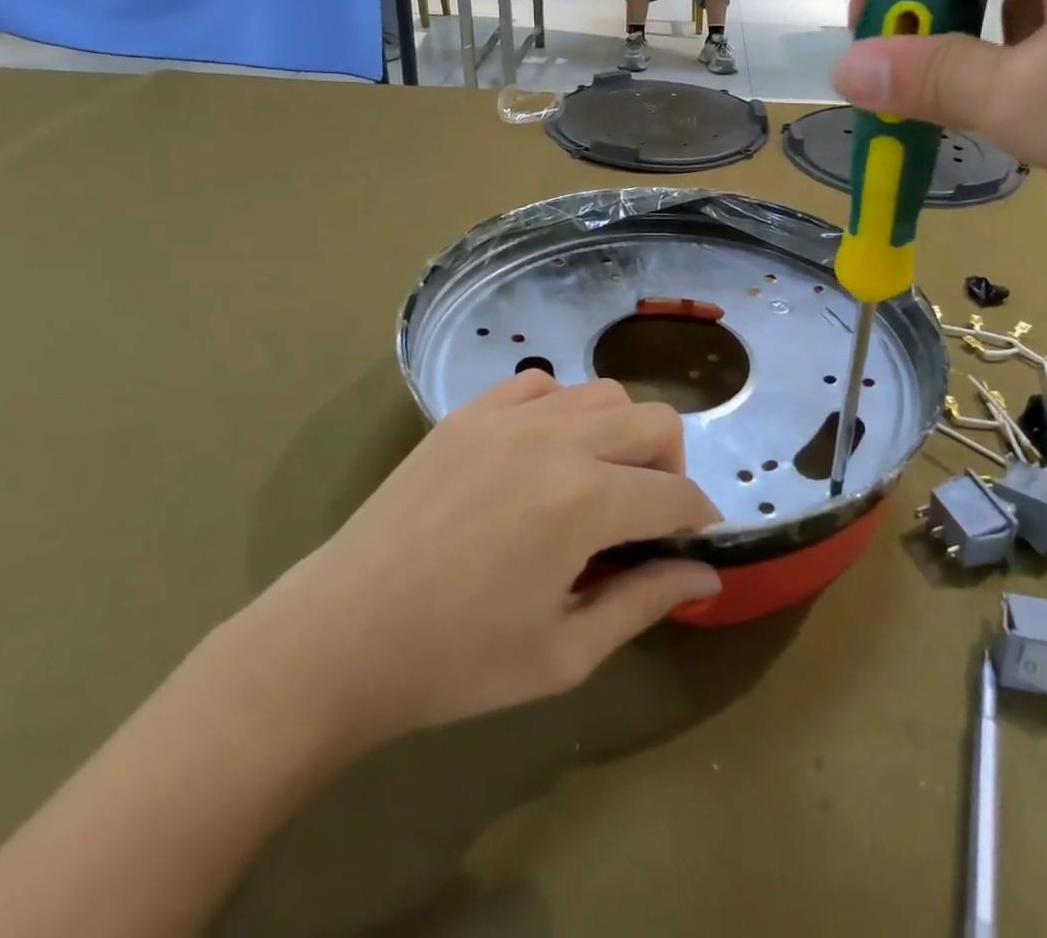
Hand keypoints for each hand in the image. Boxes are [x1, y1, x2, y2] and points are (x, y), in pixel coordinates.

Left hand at [234, 372, 721, 758]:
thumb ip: (644, 602)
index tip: (695, 544)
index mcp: (585, 500)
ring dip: (622, 433)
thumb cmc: (455, 662)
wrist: (339, 637)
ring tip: (598, 481)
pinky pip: (541, 384)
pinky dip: (563, 410)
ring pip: (604, 393)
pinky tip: (545, 453)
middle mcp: (556, 439)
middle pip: (655, 422)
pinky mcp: (469, 412)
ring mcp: (508, 416)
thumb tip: (706, 575)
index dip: (698, 520)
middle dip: (672, 467)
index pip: (676, 494)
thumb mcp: (564, 652)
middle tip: (648, 517)